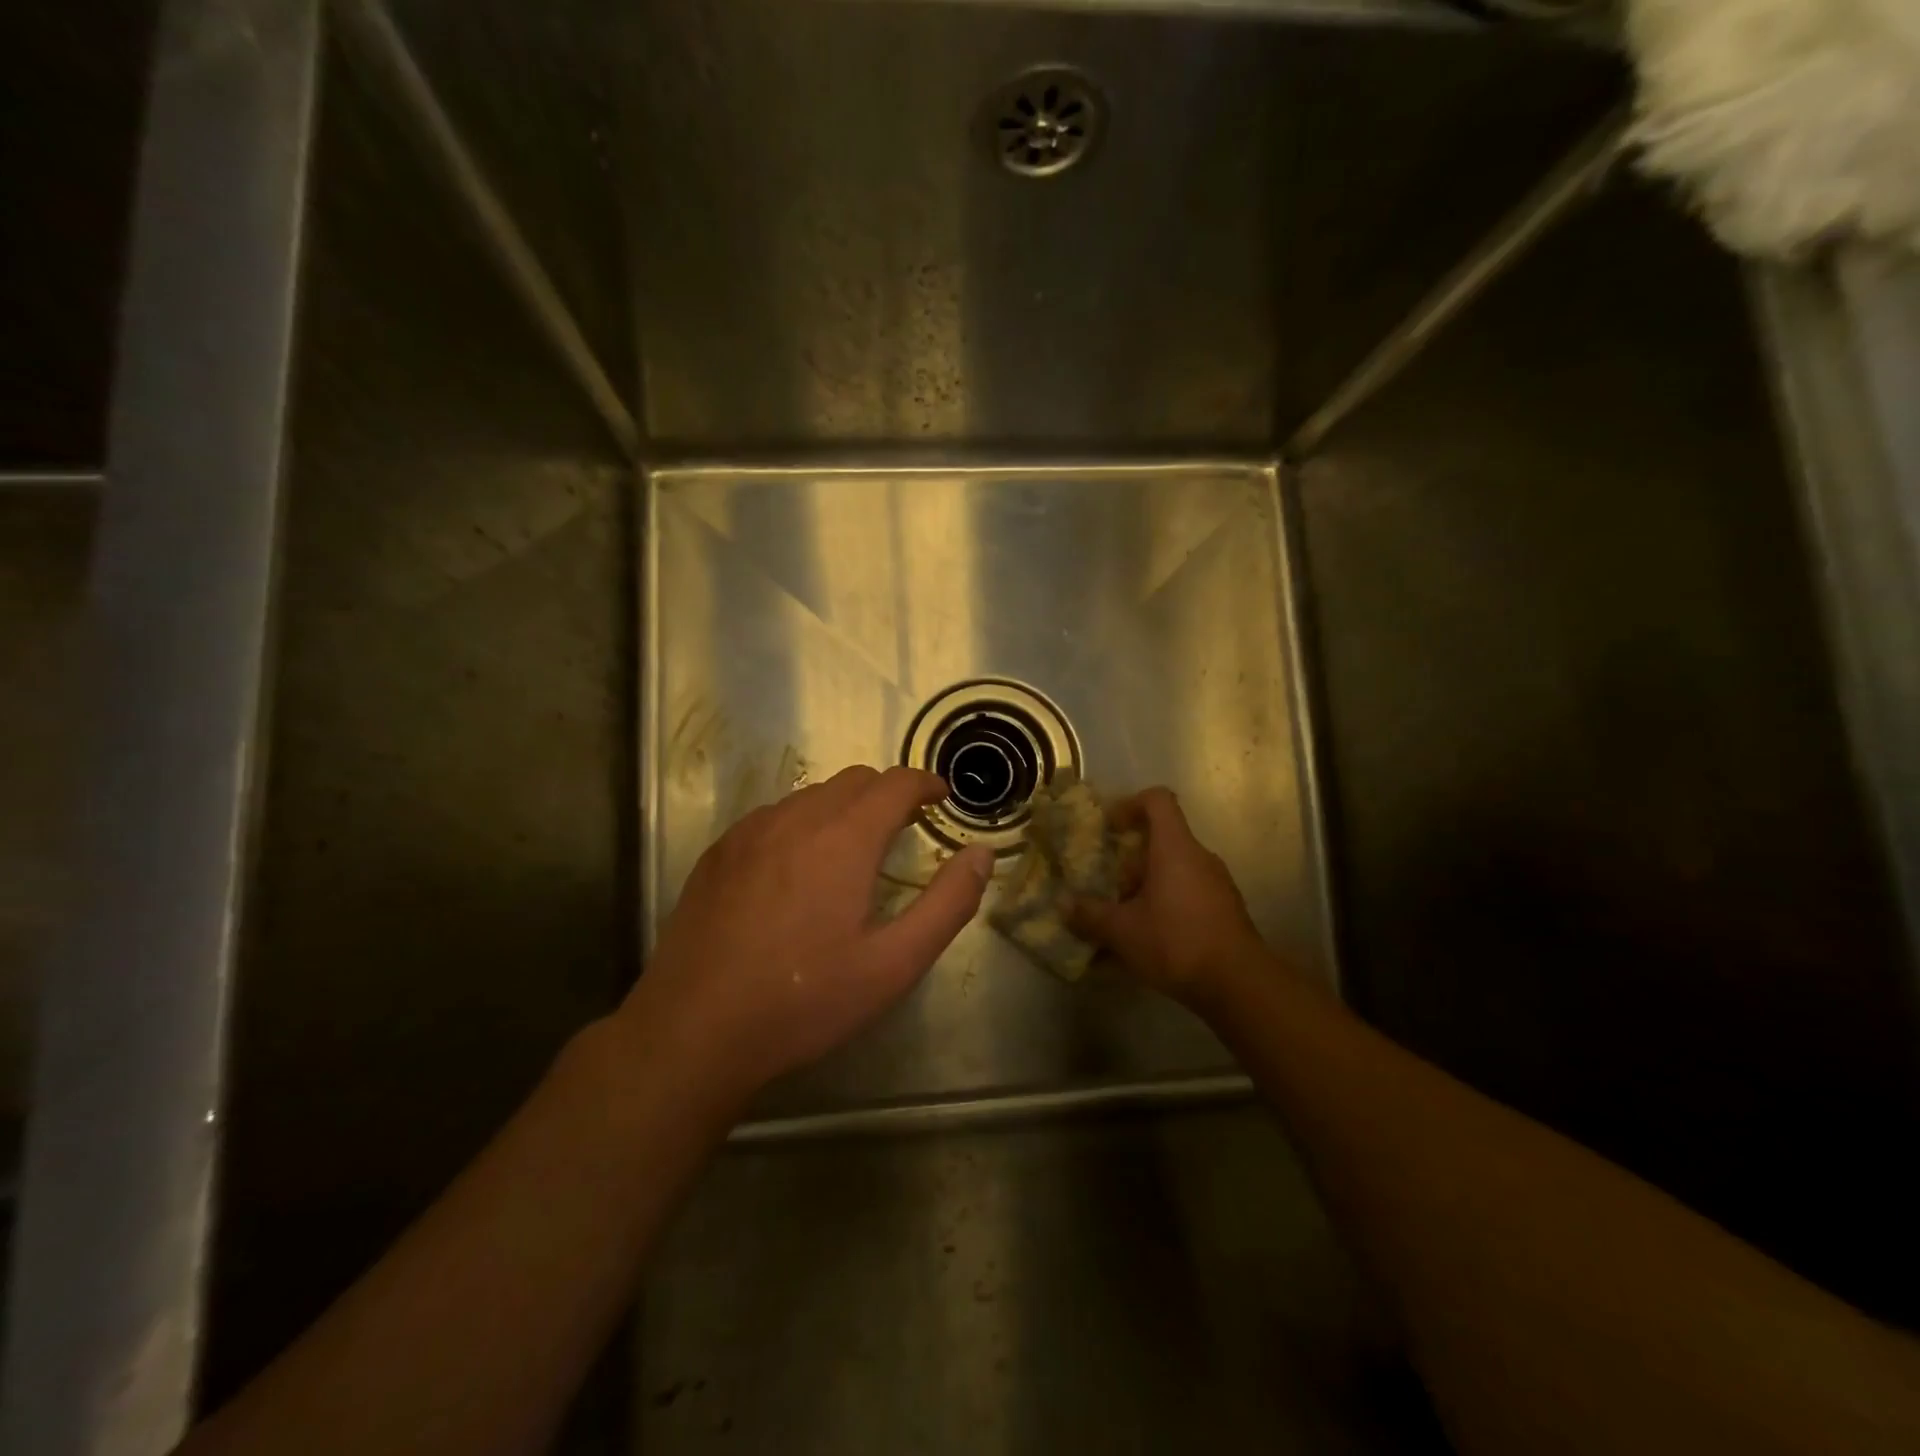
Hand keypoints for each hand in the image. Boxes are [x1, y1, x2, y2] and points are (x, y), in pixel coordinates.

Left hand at [614, 765, 993, 1104]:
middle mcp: (796, 818)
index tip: (941, 798)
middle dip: (888, 794)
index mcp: (844, 838)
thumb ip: (947, 903)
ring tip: (853, 850)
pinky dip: (802, 823)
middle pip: (854, 780)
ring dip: (844, 808)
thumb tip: (981, 854)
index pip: (896, 783)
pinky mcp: (719, 852)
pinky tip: (797, 869)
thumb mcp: (893, 964)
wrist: (694, 1030)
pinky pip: (773, 816)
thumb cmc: (804, 1000)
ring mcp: (750, 832)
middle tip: (905, 829)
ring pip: (811, 795)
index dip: (925, 783)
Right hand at [1069, 788, 1267, 1003]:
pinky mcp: (1225, 911)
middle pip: (1161, 841)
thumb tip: (1064, 905)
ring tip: (1123, 920)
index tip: (1110, 828)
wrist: (1239, 984)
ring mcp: (1217, 884)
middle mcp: (1199, 857)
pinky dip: (1165, 907)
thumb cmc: (1176, 942)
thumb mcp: (1123, 930)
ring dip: (1146, 888)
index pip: (1157, 800)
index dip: (1130, 804)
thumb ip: (1090, 915)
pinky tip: (1148, 941)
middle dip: (1129, 862)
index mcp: (1175, 848)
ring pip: (1174, 871)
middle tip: (1107, 888)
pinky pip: (1187, 895)